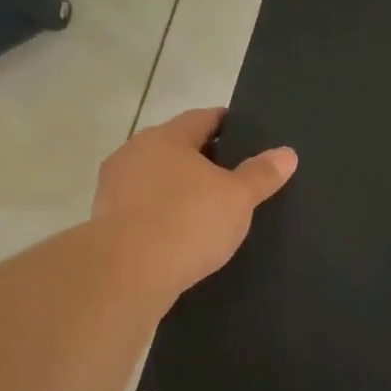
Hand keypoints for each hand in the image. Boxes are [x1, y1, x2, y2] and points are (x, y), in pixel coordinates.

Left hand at [93, 108, 295, 301]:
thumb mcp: (238, 198)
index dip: (226, 125)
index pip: (202, 118)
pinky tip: (177, 234)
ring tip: (205, 210)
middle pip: (175, 148)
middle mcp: (134, 152)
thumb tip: (287, 153)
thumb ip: (261, 174)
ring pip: (154, 179)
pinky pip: (141, 209)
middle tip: (231, 177)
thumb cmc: (188, 221)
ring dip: (176, 189)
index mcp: (167, 137)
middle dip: (201, 159)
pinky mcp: (103, 220)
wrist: (127, 272)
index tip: (244, 136)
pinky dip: (159, 215)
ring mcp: (113, 187)